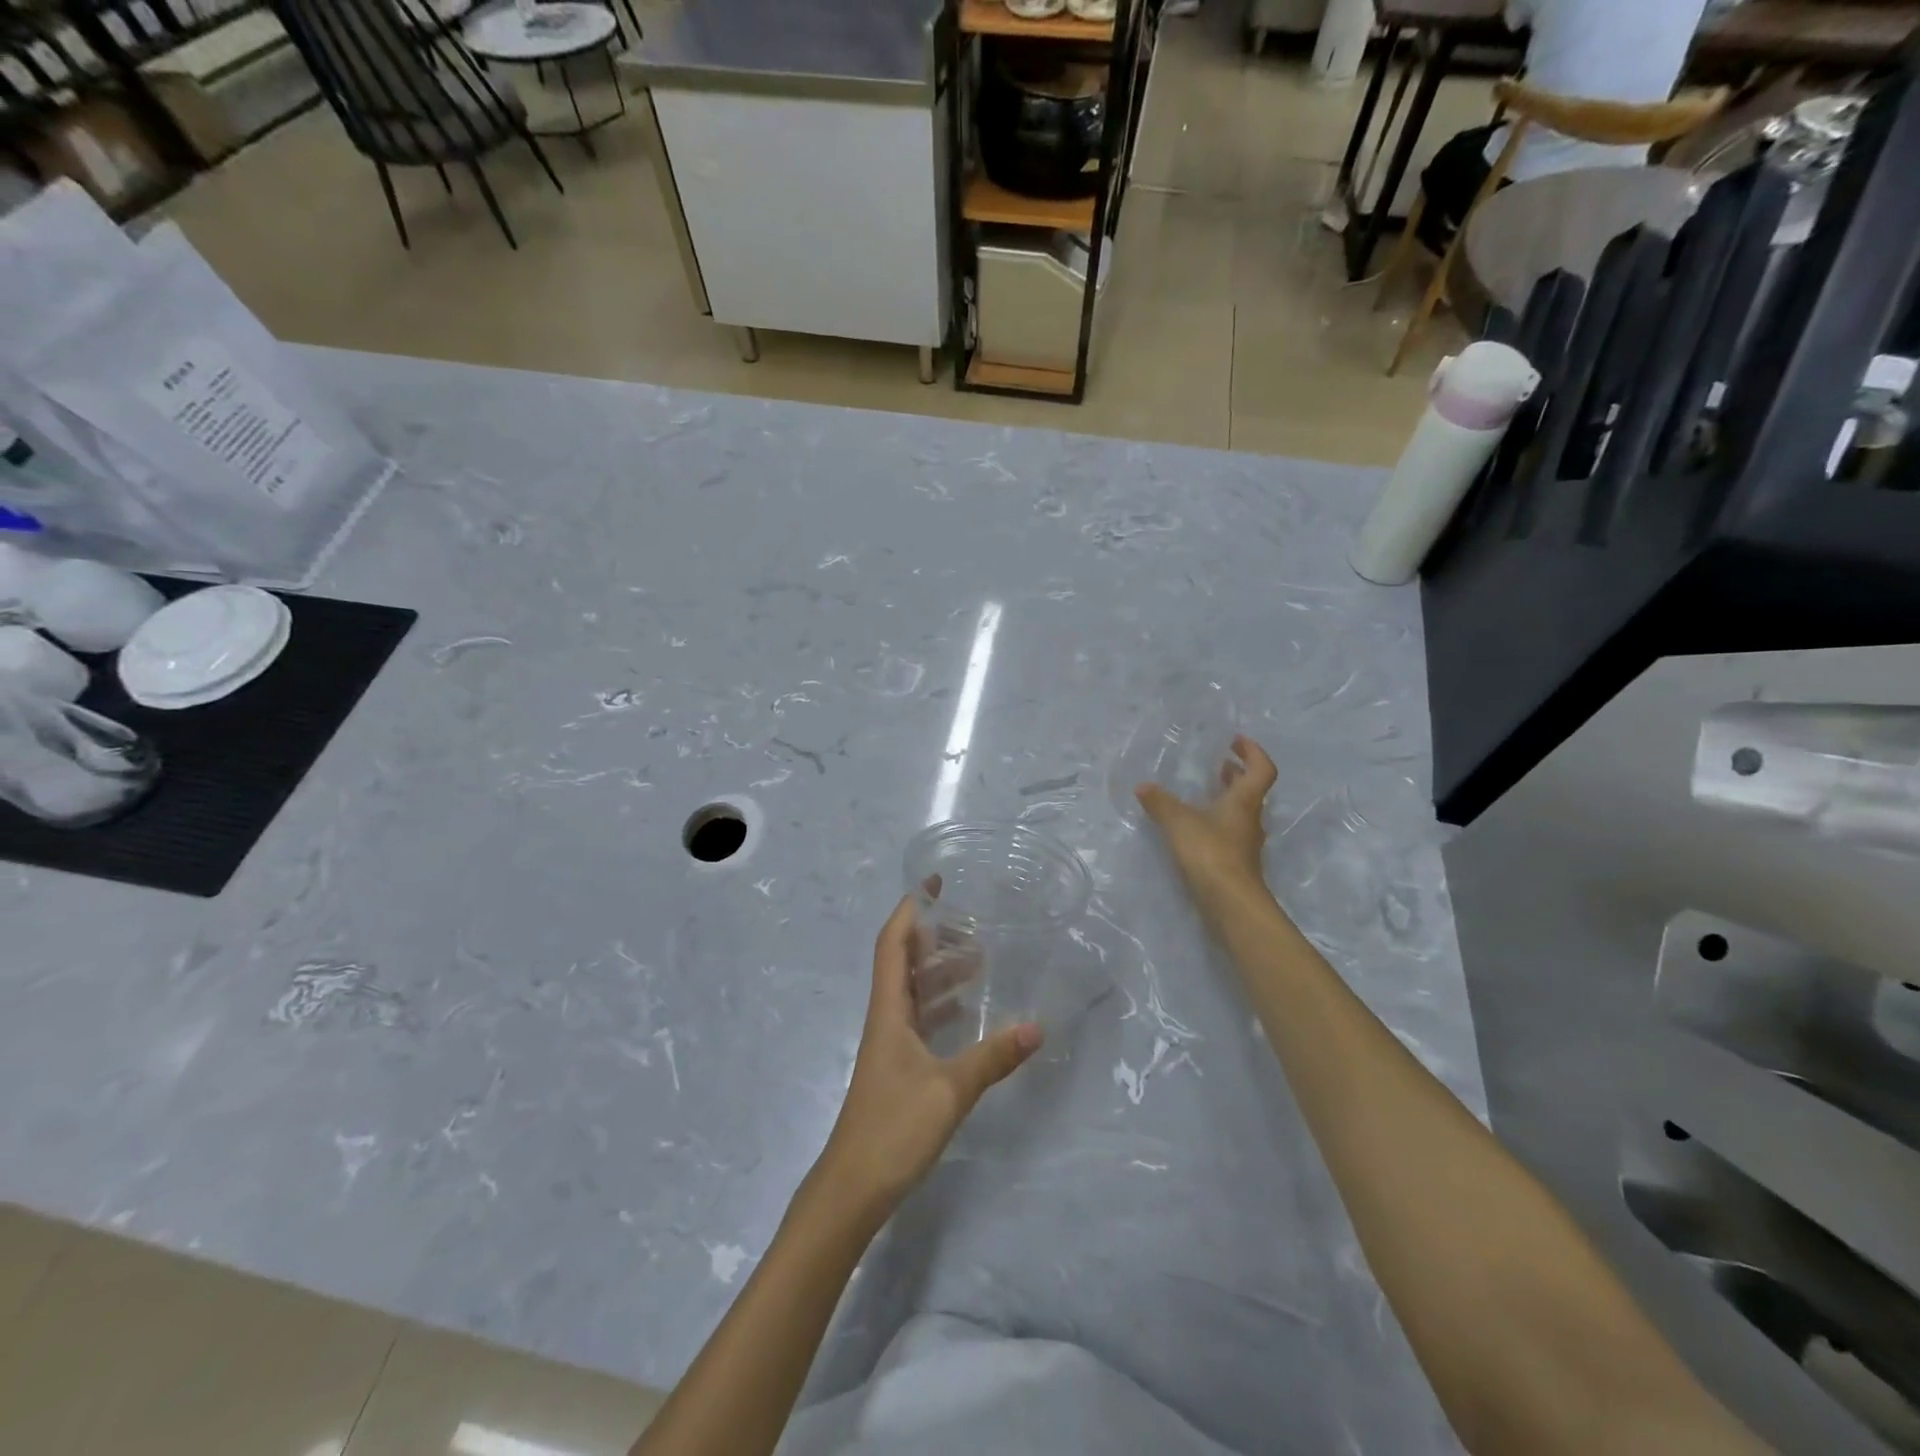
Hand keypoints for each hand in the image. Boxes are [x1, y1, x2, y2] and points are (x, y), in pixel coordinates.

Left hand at [813, 896, 1041, 1217]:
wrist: (852, 1187)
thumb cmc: (893, 1128)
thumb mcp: (950, 1090)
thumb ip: (993, 1057)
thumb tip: (1037, 1027)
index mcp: (889, 1011)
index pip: (893, 944)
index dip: (910, 909)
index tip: (935, 883)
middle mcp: (886, 1019)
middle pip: (904, 962)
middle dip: (932, 936)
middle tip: (970, 922)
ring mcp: (890, 1045)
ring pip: (913, 992)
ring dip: (940, 971)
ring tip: (978, 959)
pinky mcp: (897, 1068)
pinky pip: (920, 1021)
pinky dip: (942, 1006)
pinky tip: (967, 1011)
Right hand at [1136, 733, 1278, 910]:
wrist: (1230, 902)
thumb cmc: (1210, 852)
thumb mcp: (1179, 822)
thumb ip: (1160, 803)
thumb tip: (1143, 786)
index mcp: (1244, 801)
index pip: (1261, 769)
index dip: (1253, 752)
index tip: (1236, 740)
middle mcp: (1250, 818)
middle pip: (1252, 790)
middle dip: (1237, 773)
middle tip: (1220, 763)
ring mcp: (1245, 843)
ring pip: (1241, 812)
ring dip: (1227, 798)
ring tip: (1205, 791)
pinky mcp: (1236, 862)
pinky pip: (1230, 831)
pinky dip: (1217, 821)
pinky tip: (1197, 826)